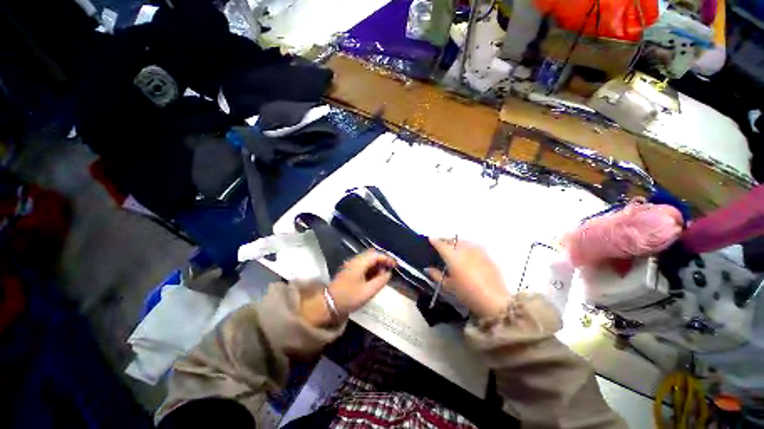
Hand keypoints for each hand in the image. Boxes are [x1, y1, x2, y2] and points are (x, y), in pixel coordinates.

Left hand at [300, 250, 395, 326]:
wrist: (328, 304)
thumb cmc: (349, 297)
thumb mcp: (368, 291)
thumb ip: (380, 281)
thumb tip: (388, 273)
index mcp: (359, 263)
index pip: (376, 255)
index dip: (387, 258)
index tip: (395, 265)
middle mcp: (355, 260)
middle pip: (371, 255)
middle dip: (382, 261)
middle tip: (389, 269)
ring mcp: (351, 265)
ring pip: (367, 259)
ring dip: (376, 265)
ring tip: (382, 275)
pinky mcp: (349, 270)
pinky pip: (362, 264)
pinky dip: (370, 268)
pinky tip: (373, 277)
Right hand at [426, 238, 509, 318]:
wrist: (495, 301)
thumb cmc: (467, 293)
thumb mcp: (448, 286)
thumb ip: (436, 275)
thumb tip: (428, 268)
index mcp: (453, 256)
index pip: (441, 244)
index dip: (434, 241)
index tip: (430, 239)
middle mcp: (465, 249)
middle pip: (453, 240)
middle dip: (446, 241)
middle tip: (442, 246)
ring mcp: (478, 251)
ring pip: (464, 242)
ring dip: (457, 243)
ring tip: (455, 249)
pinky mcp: (487, 256)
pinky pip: (474, 247)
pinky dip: (468, 248)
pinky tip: (468, 256)